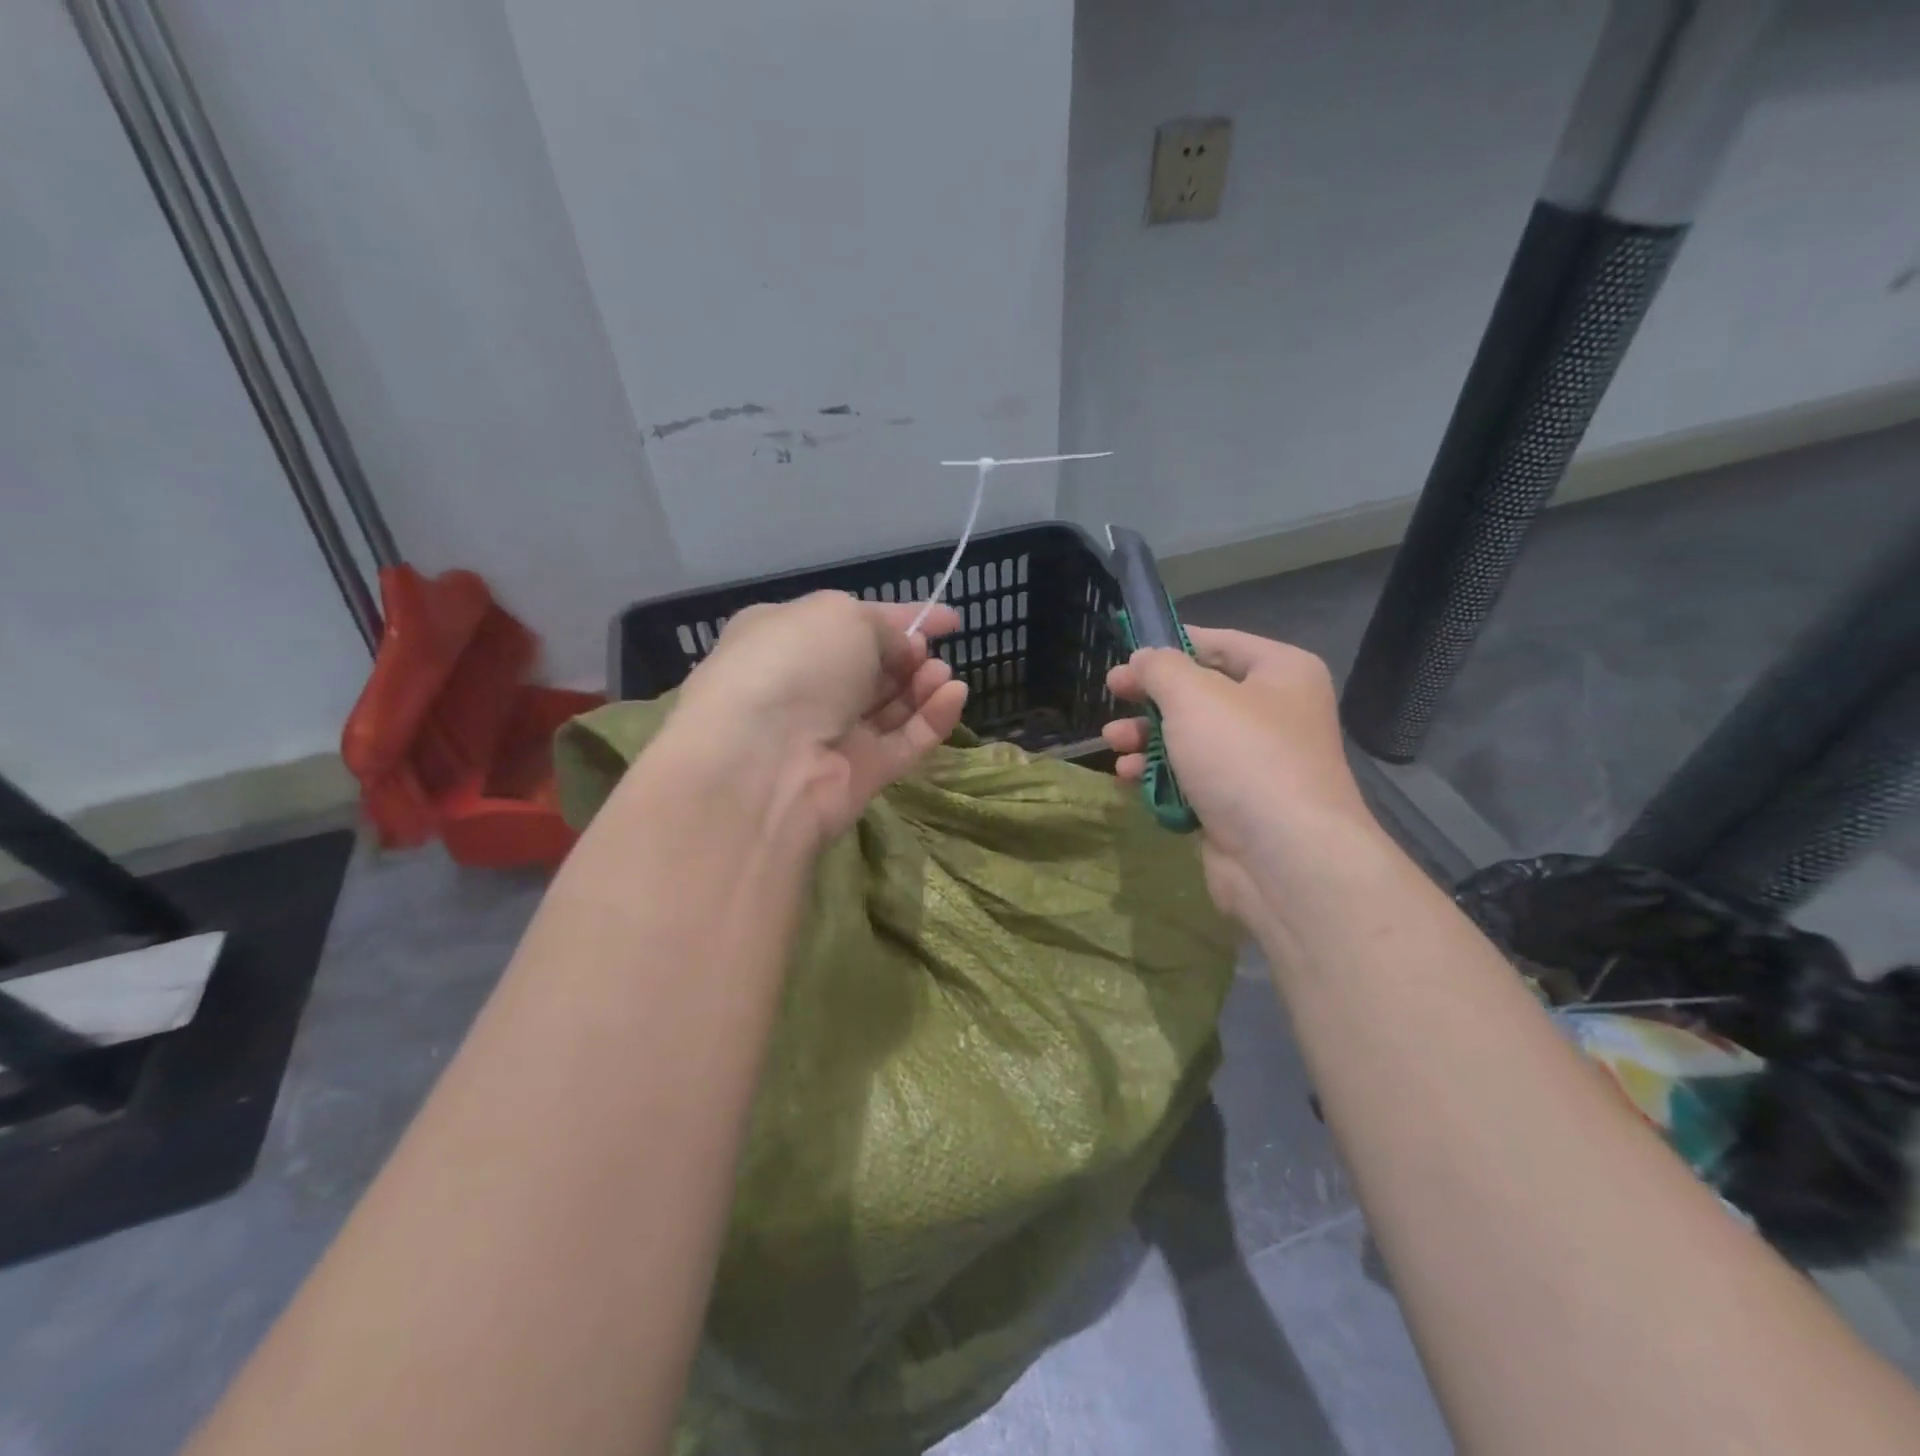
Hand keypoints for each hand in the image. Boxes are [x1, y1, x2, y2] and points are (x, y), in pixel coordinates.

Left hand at [666, 592, 968, 841]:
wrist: (761, 760)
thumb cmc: (794, 664)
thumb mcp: (842, 616)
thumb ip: (882, 626)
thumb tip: (901, 649)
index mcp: (785, 637)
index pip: (852, 622)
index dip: (901, 617)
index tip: (948, 620)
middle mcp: (805, 687)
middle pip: (872, 669)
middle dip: (909, 656)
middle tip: (930, 651)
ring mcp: (831, 735)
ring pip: (890, 708)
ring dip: (923, 686)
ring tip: (945, 674)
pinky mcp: (858, 776)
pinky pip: (903, 743)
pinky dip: (932, 719)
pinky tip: (955, 695)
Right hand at [1103, 628, 1375, 921]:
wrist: (1285, 858)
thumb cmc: (1243, 757)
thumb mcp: (1193, 696)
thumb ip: (1160, 667)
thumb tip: (1143, 658)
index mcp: (1282, 673)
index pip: (1219, 643)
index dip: (1171, 644)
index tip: (1128, 654)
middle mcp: (1275, 713)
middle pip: (1200, 693)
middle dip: (1150, 697)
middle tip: (1112, 694)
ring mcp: (1257, 762)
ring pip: (1190, 738)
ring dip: (1146, 738)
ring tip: (1114, 742)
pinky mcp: (1237, 804)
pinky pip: (1191, 778)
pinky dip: (1159, 775)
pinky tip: (1129, 777)